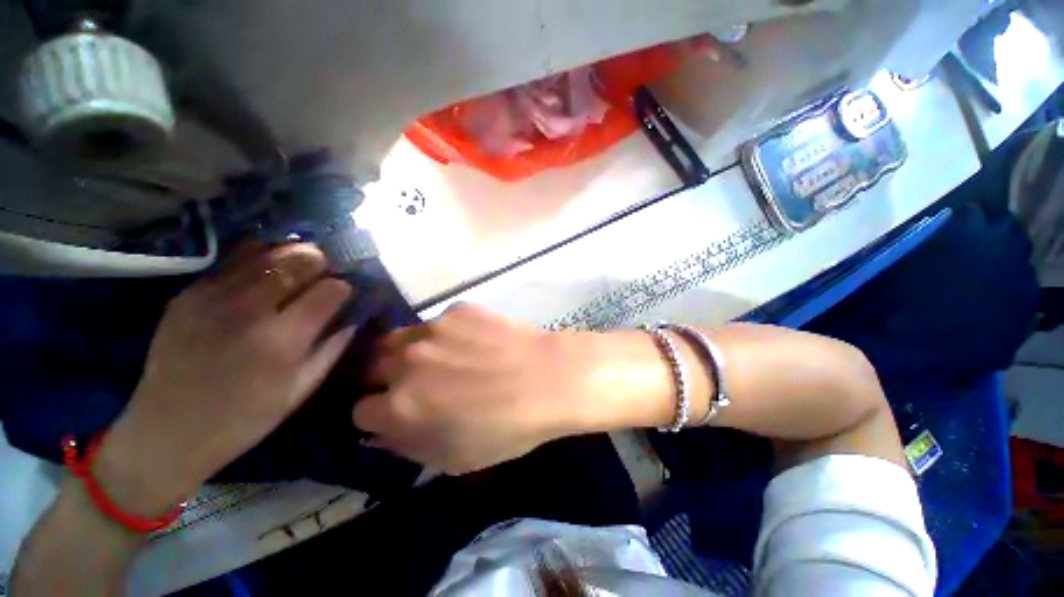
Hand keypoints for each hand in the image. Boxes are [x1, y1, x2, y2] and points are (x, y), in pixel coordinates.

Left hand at [95, 242, 353, 513]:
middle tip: (325, 271)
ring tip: (299, 265)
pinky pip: (232, 261)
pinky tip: (265, 271)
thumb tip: (354, 316)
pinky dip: (257, 258)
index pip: (329, 290)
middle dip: (320, 262)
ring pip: (265, 252)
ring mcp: (212, 298)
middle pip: (297, 261)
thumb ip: (333, 348)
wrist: (167, 431)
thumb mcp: (301, 390)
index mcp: (282, 340)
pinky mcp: (188, 295)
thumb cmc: (245, 418)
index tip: (345, 293)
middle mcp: (248, 311)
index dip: (343, 288)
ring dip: (290, 255)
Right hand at [353, 304, 589, 473]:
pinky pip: (439, 322)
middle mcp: (406, 362)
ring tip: (440, 358)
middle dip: (386, 378)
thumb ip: (407, 445)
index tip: (396, 414)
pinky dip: (448, 334)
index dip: (378, 415)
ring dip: (409, 352)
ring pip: (398, 339)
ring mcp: (433, 329)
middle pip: (371, 367)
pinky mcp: (458, 309)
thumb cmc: (506, 428)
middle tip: (415, 383)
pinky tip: (475, 341)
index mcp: (400, 406)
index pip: (360, 410)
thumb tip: (382, 431)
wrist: (548, 379)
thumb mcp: (452, 458)